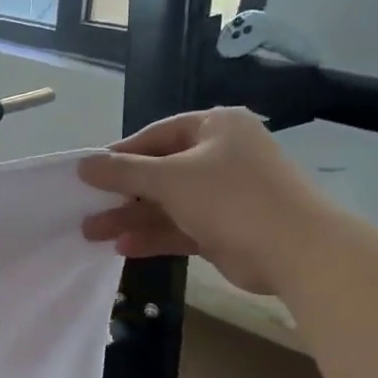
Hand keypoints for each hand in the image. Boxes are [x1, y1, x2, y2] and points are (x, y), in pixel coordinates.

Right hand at [79, 108, 326, 295]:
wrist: (295, 249)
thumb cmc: (230, 198)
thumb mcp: (169, 178)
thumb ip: (123, 172)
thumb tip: (83, 165)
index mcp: (216, 127)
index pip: (157, 134)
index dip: (121, 154)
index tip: (88, 174)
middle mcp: (221, 156)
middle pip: (160, 171)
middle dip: (122, 193)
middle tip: (86, 207)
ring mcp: (224, 195)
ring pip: (167, 204)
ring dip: (131, 218)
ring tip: (91, 232)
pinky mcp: (224, 229)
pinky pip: (180, 228)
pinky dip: (153, 236)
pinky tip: (122, 248)